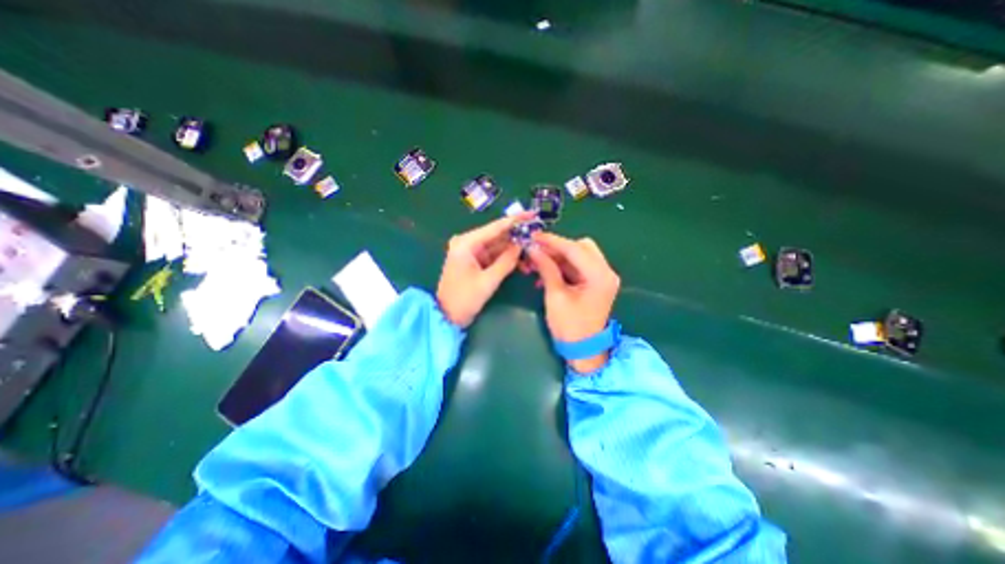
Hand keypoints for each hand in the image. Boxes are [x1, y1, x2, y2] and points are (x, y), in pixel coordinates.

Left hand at [438, 211, 537, 328]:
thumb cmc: (464, 299)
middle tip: (538, 238)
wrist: (447, 317)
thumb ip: (506, 261)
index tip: (533, 214)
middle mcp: (468, 243)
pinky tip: (523, 264)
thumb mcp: (488, 281)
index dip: (515, 220)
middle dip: (518, 238)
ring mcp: (471, 252)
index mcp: (467, 243)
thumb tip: (521, 245)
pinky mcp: (475, 262)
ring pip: (498, 247)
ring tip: (534, 255)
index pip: (495, 227)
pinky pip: (494, 256)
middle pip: (497, 236)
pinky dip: (507, 259)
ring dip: (515, 251)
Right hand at [528, 232, 622, 372]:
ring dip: (558, 257)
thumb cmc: (569, 326)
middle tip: (536, 250)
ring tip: (537, 262)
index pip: (574, 249)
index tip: (533, 236)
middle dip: (557, 247)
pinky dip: (563, 267)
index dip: (552, 241)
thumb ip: (547, 268)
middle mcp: (606, 272)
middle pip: (581, 247)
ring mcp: (602, 277)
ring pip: (579, 255)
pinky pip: (578, 266)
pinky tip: (546, 273)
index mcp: (599, 276)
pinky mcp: (596, 282)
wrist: (583, 350)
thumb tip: (533, 249)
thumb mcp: (555, 296)